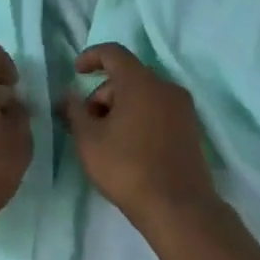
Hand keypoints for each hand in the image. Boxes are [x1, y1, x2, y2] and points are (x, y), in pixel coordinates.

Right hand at [60, 43, 219, 234]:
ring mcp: (182, 108)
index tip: (76, 73)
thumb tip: (69, 95)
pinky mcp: (191, 128)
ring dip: (120, 107)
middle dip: (102, 94)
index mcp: (140, 82)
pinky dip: (140, 118)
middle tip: (86, 124)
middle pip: (127, 77)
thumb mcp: (89, 140)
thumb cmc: (127, 168)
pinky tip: (128, 147)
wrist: (178, 207)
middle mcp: (166, 87)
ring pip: (143, 95)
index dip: (91, 57)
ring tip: (106, 140)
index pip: (113, 53)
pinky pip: (158, 110)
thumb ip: (74, 111)